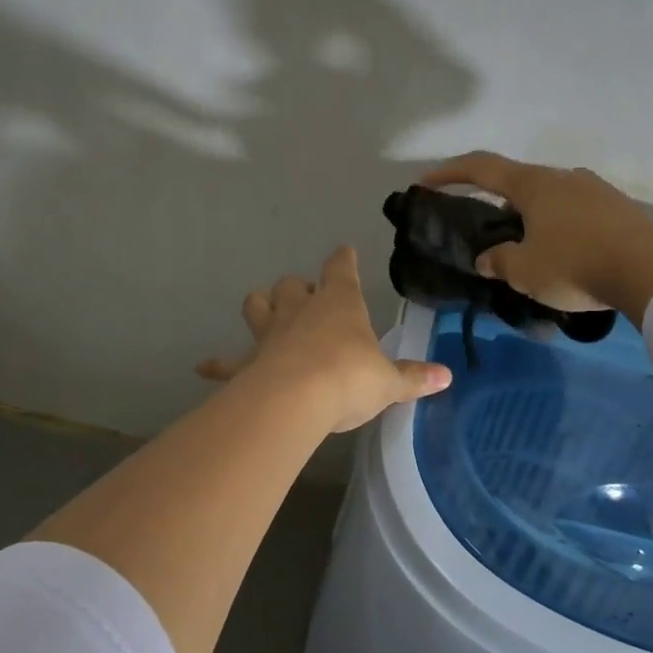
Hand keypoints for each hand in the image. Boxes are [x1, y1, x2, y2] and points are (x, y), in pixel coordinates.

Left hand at [197, 246, 451, 432]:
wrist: (296, 400)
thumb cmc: (349, 379)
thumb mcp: (388, 383)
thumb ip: (414, 378)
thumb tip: (447, 377)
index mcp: (339, 304)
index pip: (341, 268)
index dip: (343, 259)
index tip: (344, 252)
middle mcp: (301, 310)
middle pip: (292, 284)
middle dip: (297, 288)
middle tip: (306, 299)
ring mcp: (270, 334)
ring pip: (257, 306)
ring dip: (261, 307)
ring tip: (265, 314)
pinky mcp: (248, 362)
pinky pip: (228, 362)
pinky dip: (218, 365)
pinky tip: (205, 368)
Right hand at [417, 151, 652, 323]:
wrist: (651, 268)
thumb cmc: (576, 263)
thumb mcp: (526, 271)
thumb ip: (500, 262)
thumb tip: (487, 259)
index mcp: (532, 184)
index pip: (481, 168)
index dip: (449, 173)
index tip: (426, 181)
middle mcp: (562, 177)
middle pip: (518, 184)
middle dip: (498, 205)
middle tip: (491, 236)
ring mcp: (594, 190)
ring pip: (550, 199)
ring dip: (533, 220)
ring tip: (531, 252)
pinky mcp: (618, 208)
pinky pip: (577, 213)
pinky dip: (561, 229)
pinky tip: (567, 256)